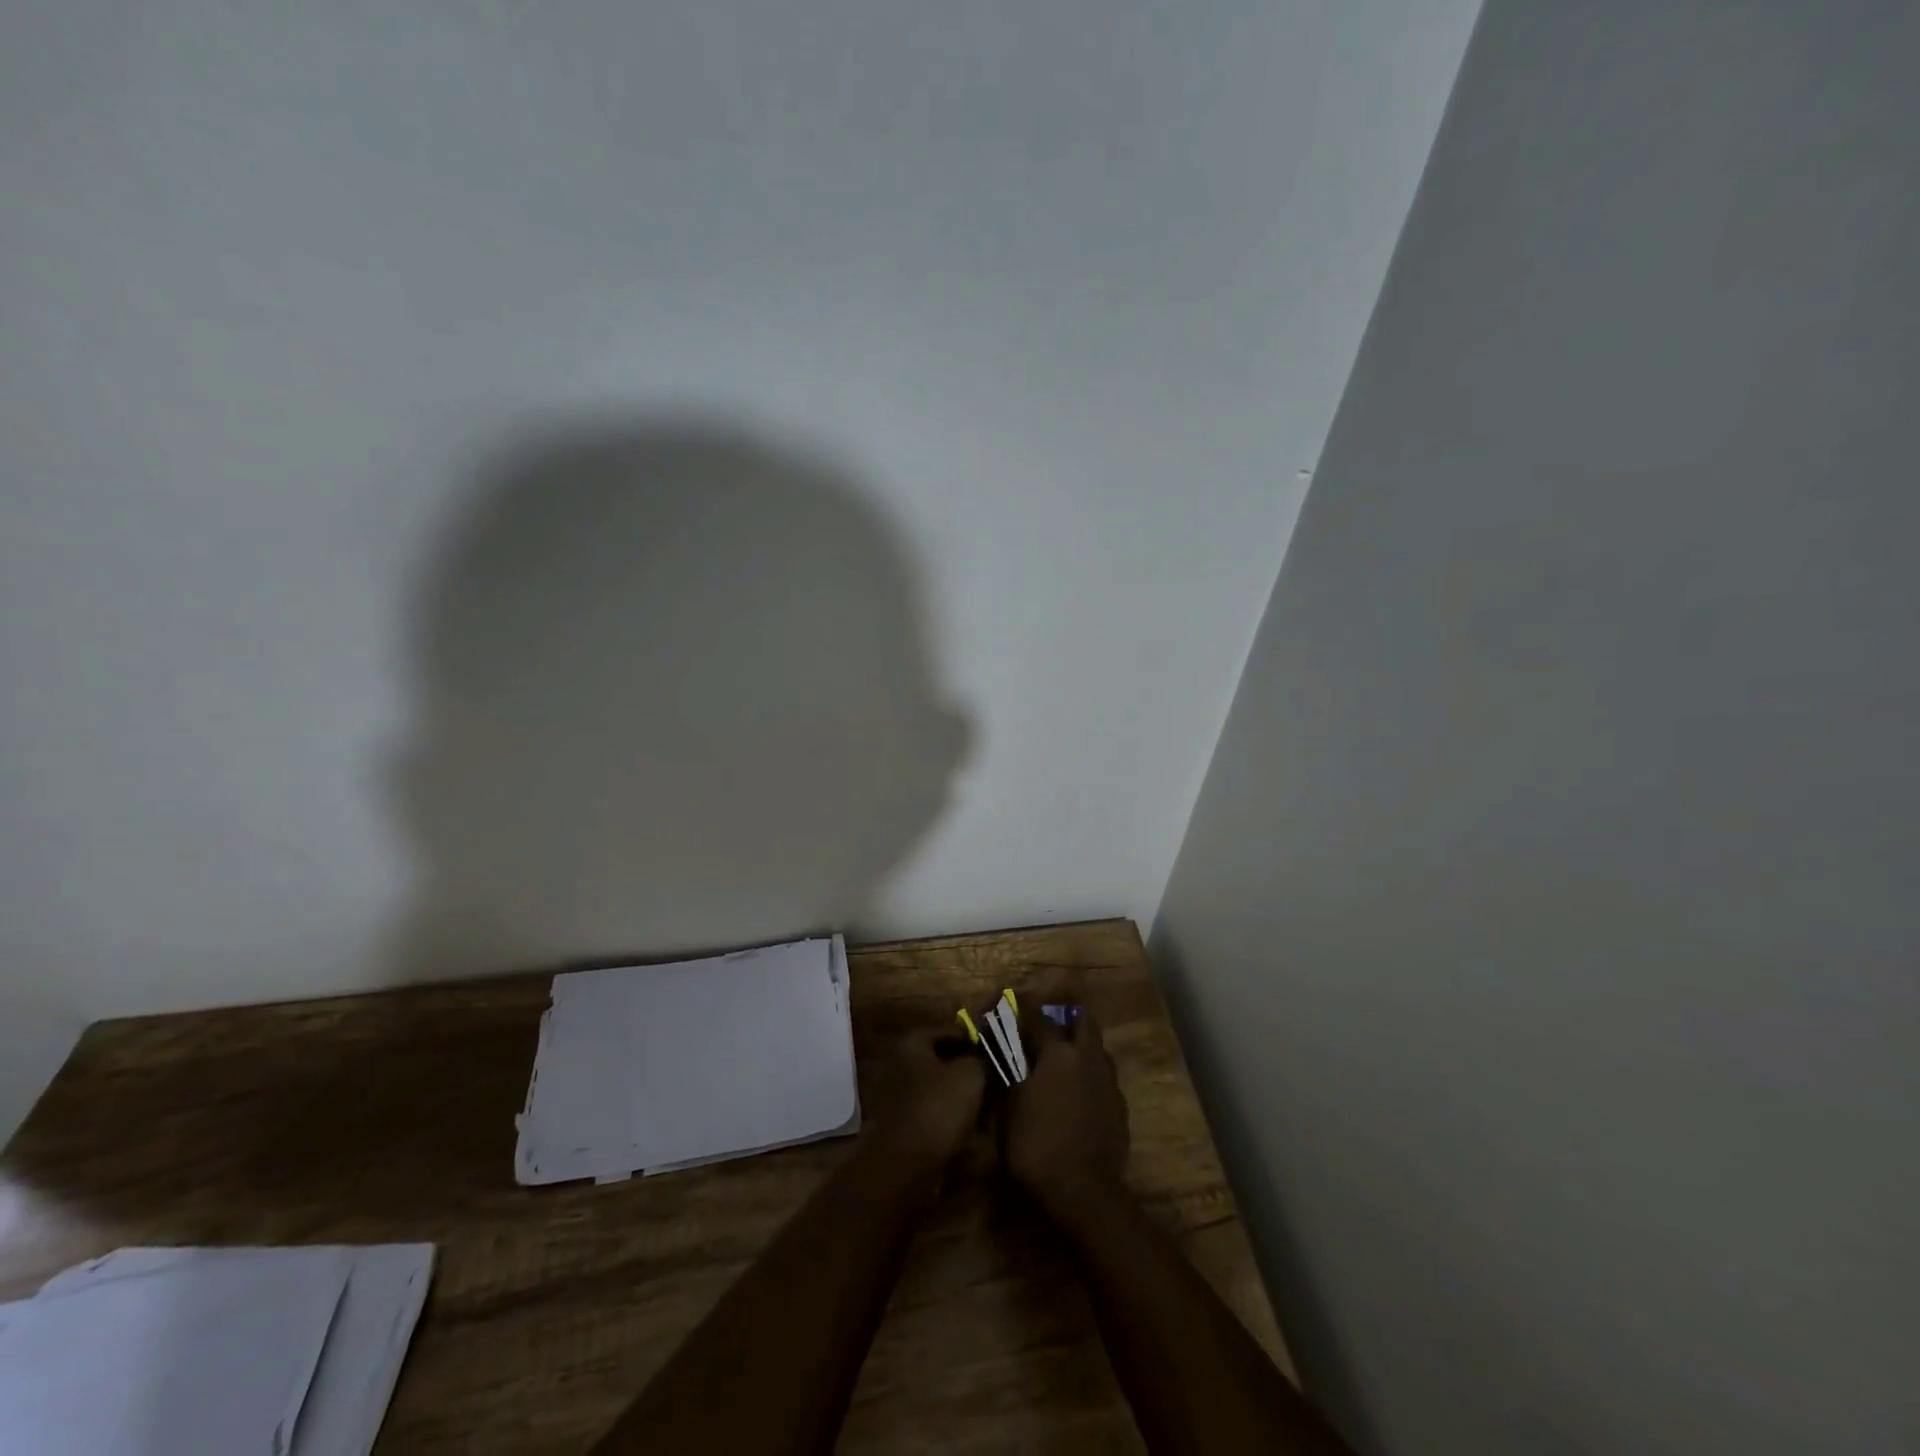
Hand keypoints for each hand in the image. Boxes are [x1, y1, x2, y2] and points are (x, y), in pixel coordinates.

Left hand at [864, 1033, 986, 1178]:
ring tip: (984, 1108)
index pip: (950, 1031)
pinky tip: (967, 1128)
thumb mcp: (971, 1074)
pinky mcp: (897, 1123)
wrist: (905, 1163)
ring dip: (957, 1096)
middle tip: (992, 1082)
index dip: (976, 1041)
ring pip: (936, 1087)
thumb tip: (983, 1056)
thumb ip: (980, 1057)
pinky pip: (929, 1111)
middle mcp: (897, 1060)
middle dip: (966, 1070)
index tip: (996, 1055)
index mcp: (911, 1040)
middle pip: (941, 1060)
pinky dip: (946, 1116)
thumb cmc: (938, 1106)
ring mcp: (894, 1093)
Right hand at [1004, 1009, 1128, 1216]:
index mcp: (1058, 1052)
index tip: (1010, 1010)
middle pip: (1082, 1021)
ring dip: (1081, 1047)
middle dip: (1065, 1020)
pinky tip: (1078, 1095)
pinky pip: (1104, 1077)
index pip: (1038, 1018)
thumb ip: (1006, 1072)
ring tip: (1062, 1064)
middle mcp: (1087, 1056)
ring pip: (1097, 1048)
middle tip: (1046, 1033)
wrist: (1084, 1190)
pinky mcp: (1120, 1105)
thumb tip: (1000, 1050)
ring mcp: (1108, 1081)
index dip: (1022, 1012)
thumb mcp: (1008, 1108)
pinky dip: (1090, 1076)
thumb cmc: (1036, 1144)